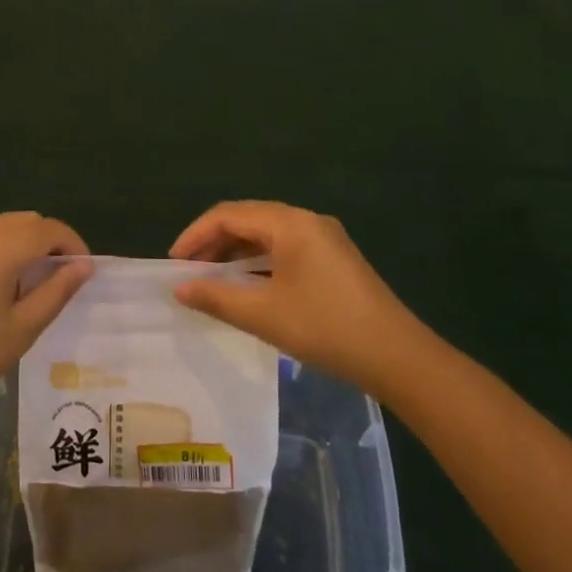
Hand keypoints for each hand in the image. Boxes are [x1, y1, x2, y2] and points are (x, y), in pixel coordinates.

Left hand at [0, 213, 91, 429]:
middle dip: (51, 241)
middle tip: (64, 277)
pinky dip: (5, 248)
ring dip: (28, 243)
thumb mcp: (23, 327)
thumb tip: (84, 266)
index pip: (48, 229)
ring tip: (38, 283)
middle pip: (26, 221)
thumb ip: (57, 290)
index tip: (84, 273)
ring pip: (5, 226)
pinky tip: (7, 285)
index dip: (73, 245)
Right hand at [170, 201, 420, 392]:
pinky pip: (285, 248)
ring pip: (267, 234)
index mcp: (289, 223)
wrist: (398, 357)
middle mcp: (306, 220)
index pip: (229, 215)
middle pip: (248, 219)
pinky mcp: (333, 258)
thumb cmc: (326, 328)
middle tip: (189, 271)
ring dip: (236, 252)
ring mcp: (324, 238)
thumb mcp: (264, 314)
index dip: (195, 235)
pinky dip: (259, 261)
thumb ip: (217, 297)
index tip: (173, 263)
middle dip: (214, 242)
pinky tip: (248, 285)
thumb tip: (179, 288)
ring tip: (212, 279)